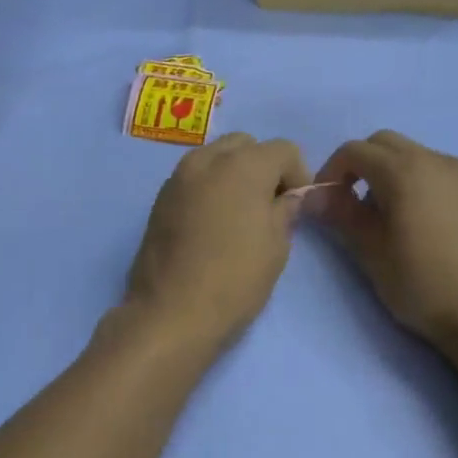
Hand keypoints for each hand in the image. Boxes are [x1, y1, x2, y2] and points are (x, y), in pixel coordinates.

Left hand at [125, 133, 309, 349]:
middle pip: (245, 145)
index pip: (283, 149)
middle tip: (268, 206)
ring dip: (233, 174)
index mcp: (243, 165)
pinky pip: (194, 178)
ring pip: (215, 157)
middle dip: (263, 167)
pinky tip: (212, 224)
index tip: (297, 206)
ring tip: (239, 215)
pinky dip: (209, 187)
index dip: (298, 174)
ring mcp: (178, 177)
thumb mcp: (276, 247)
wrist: (171, 313)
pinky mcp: (160, 198)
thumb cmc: (234, 280)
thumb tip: (287, 197)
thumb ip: (285, 211)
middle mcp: (207, 160)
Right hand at [311, 131, 457, 353]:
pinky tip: (409, 218)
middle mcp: (432, 159)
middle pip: (382, 143)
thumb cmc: (421, 283)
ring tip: (378, 214)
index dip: (330, 172)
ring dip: (383, 171)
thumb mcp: (370, 250)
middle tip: (346, 203)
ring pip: (407, 153)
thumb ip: (340, 214)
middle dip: (357, 165)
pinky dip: (409, 178)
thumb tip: (312, 195)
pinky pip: (429, 168)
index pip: (353, 151)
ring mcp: (456, 173)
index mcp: (403, 170)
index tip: (324, 203)